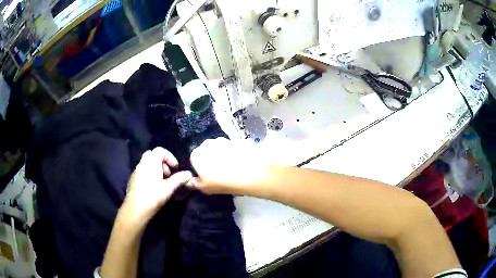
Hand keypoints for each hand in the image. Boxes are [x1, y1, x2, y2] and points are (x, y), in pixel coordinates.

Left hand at [122, 147, 192, 223]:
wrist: (136, 209)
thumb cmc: (153, 196)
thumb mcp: (169, 188)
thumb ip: (179, 179)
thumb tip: (189, 174)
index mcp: (151, 162)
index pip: (160, 150)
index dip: (170, 157)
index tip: (175, 169)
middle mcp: (142, 163)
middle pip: (152, 155)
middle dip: (162, 162)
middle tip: (168, 174)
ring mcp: (136, 170)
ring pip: (147, 163)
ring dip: (156, 168)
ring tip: (162, 182)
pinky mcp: (133, 178)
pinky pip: (142, 170)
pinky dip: (149, 173)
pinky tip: (153, 187)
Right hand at [189, 138, 272, 194]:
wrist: (249, 173)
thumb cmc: (222, 182)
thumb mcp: (204, 188)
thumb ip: (194, 183)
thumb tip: (191, 181)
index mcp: (197, 154)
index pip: (194, 160)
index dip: (200, 169)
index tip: (208, 177)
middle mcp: (208, 143)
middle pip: (207, 152)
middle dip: (211, 160)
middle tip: (220, 172)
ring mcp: (224, 140)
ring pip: (220, 148)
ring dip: (223, 155)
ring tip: (232, 167)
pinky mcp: (237, 140)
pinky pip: (232, 148)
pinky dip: (234, 153)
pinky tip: (240, 163)